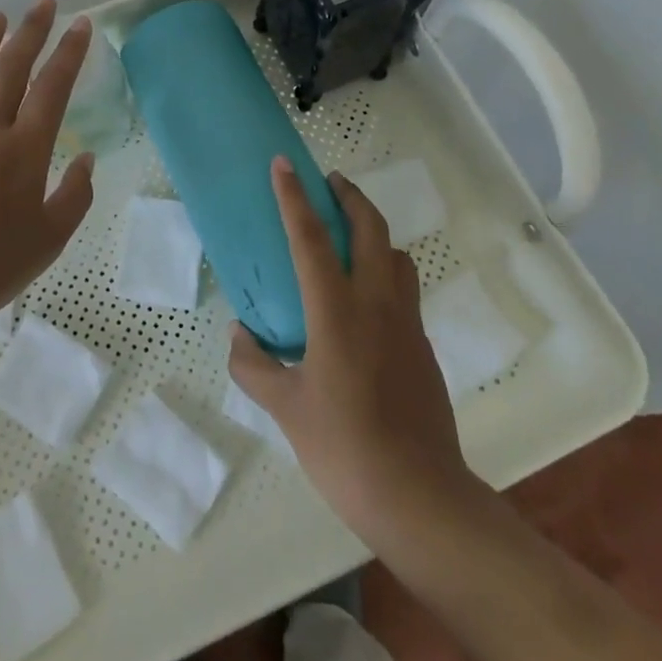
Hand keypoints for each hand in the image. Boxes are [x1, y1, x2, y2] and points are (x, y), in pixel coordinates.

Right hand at [228, 158, 468, 540]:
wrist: (420, 497)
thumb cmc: (344, 448)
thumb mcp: (286, 409)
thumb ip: (254, 366)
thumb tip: (239, 334)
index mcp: (337, 311)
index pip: (311, 238)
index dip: (294, 197)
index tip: (284, 163)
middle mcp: (376, 303)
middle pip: (371, 228)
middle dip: (350, 196)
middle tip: (329, 183)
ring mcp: (406, 322)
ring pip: (395, 255)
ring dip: (374, 232)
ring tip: (350, 237)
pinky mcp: (422, 345)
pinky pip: (404, 288)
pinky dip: (385, 270)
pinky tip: (365, 300)